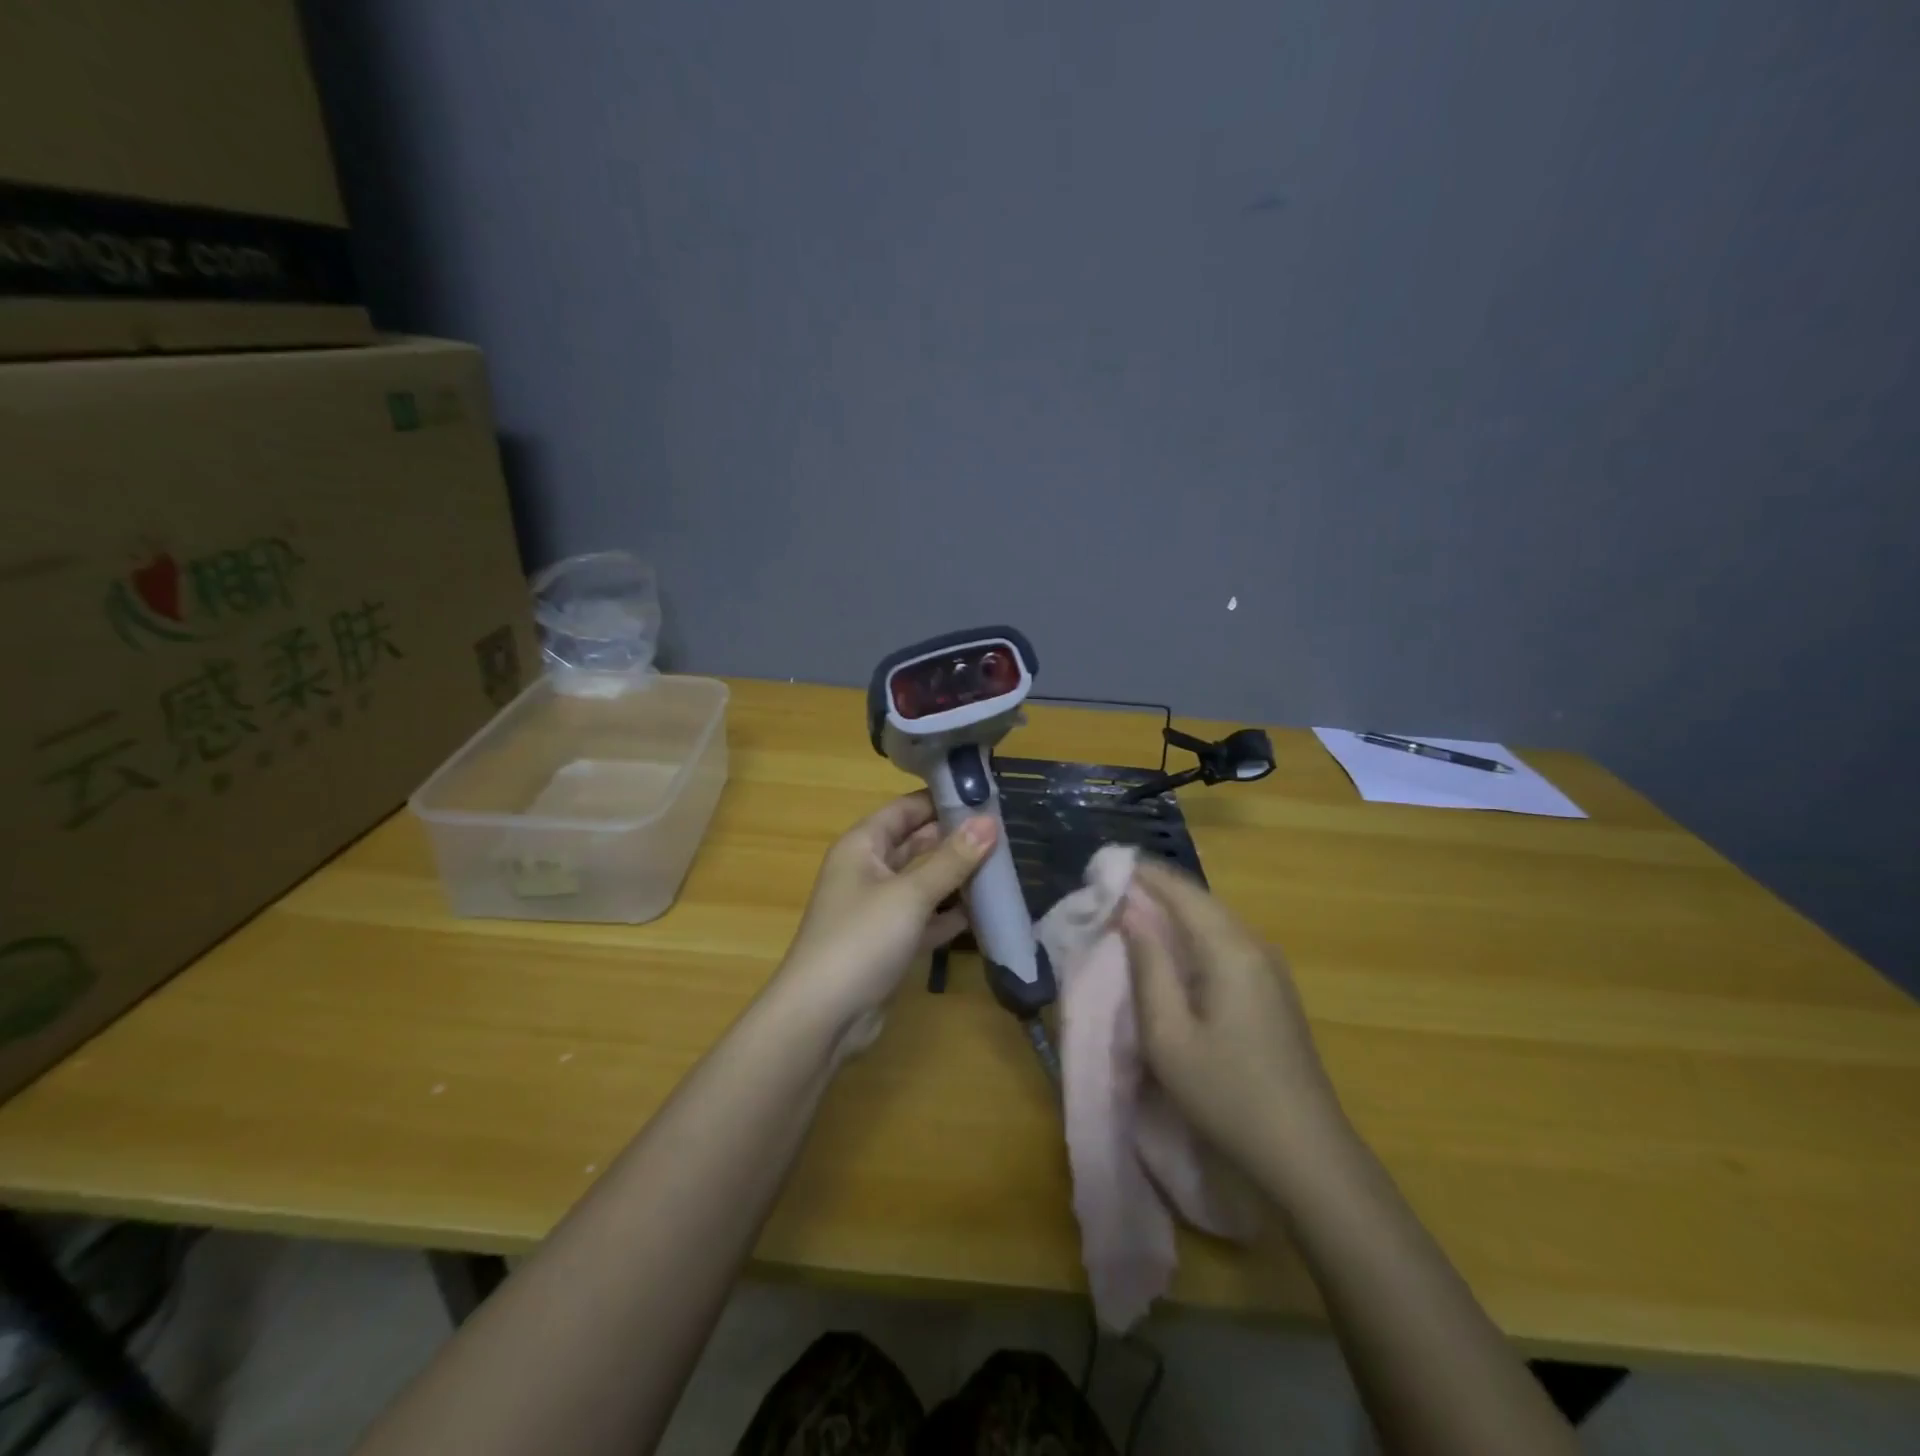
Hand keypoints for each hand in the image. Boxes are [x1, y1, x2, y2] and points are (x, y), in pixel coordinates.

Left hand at [775, 793, 997, 1052]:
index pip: (905, 809)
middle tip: (1006, 833)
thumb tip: (990, 821)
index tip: (986, 796)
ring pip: (923, 882)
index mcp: (862, 846)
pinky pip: (924, 918)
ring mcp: (877, 909)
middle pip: (916, 844)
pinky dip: (949, 915)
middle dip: (955, 839)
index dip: (941, 800)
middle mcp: (867, 871)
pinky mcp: (888, 943)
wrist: (821, 1018)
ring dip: (957, 877)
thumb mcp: (910, 894)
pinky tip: (985, 913)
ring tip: (1004, 866)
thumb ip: (952, 859)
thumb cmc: (861, 940)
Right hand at [1120, 860, 1348, 1192]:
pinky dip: (1192, 935)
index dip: (1141, 873)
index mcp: (1230, 949)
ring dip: (1173, 912)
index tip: (1102, 868)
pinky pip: (1226, 943)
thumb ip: (1148, 966)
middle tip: (1109, 891)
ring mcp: (1270, 968)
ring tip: (1131, 913)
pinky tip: (1172, 951)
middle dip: (1155, 890)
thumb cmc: (1226, 1093)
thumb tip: (1131, 912)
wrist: (1305, 1154)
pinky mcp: (1273, 990)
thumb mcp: (1168, 1034)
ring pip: (1214, 921)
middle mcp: (1255, 945)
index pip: (1180, 890)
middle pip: (1199, 901)